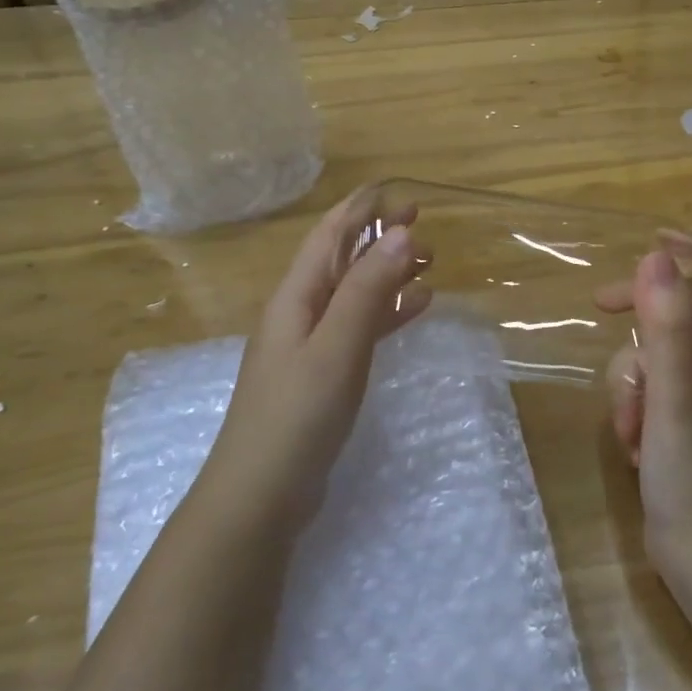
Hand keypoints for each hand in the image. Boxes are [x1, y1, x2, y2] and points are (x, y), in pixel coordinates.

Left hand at [203, 188, 431, 527]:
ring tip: (430, 263)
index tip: (404, 196)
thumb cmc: (297, 414)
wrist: (261, 495)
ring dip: (388, 271)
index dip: (363, 209)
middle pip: (342, 259)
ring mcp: (310, 344)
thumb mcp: (337, 345)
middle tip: (426, 228)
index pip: (329, 234)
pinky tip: (415, 308)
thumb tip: (400, 232)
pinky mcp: (323, 372)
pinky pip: (359, 325)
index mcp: (296, 296)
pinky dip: (387, 311)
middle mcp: (300, 311)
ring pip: (354, 291)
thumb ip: (367, 289)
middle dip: (380, 237)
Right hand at [596, 238, 691, 562]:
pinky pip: (642, 393)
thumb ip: (668, 324)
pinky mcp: (674, 423)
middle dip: (639, 309)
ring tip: (632, 425)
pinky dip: (631, 410)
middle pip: (676, 308)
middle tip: (601, 305)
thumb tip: (657, 255)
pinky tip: (633, 445)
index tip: (653, 236)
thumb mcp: (676, 390)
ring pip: (648, 355)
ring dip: (629, 382)